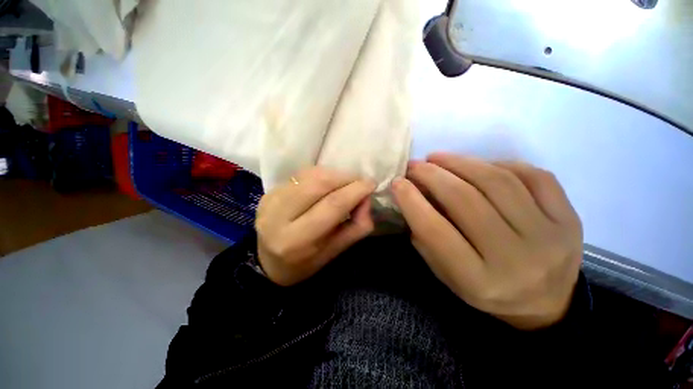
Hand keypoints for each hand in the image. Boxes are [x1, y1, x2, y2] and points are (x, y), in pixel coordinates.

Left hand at [255, 167, 375, 285]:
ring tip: (344, 184)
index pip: (332, 205)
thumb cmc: (305, 262)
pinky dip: (320, 175)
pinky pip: (301, 174)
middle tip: (358, 183)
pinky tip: (326, 185)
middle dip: (346, 178)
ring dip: (334, 174)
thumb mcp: (336, 252)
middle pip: (319, 183)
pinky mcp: (269, 191)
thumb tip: (366, 199)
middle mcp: (279, 217)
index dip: (356, 191)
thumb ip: (357, 226)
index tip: (371, 184)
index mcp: (297, 240)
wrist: (268, 261)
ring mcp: (270, 200)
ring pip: (310, 174)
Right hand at [392, 154, 582, 329]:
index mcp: (479, 280)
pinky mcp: (570, 218)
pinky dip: (499, 164)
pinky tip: (480, 165)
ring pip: (498, 182)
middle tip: (415, 165)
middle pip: (466, 201)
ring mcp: (550, 236)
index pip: (436, 231)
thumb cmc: (486, 290)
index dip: (412, 201)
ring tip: (438, 158)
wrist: (545, 304)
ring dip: (460, 162)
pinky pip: (534, 176)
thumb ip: (426, 238)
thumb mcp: (447, 274)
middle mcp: (516, 259)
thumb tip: (412, 197)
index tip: (397, 182)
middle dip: (433, 176)